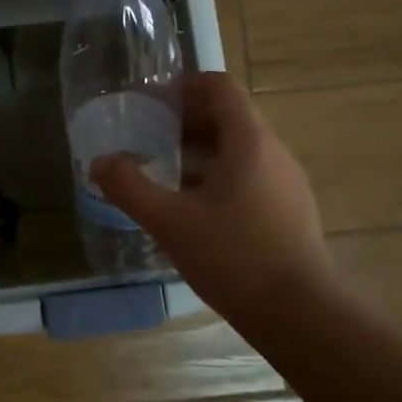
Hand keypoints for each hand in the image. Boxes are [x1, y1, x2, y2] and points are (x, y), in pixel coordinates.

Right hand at [91, 73, 333, 321]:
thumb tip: (99, 162)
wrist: (302, 316)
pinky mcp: (290, 210)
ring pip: (240, 148)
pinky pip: (251, 175)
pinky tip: (195, 210)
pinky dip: (219, 175)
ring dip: (201, 150)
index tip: (152, 104)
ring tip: (166, 173)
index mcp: (249, 141)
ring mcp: (286, 182)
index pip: (220, 87)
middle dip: (186, 120)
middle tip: (149, 138)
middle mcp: (273, 152)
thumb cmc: (235, 258)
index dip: (184, 86)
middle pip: (229, 115)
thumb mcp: (170, 222)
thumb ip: (129, 188)